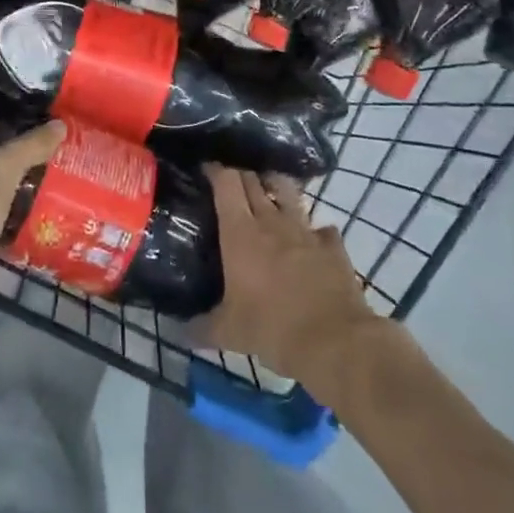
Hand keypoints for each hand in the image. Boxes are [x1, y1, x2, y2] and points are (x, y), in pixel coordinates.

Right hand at [198, 167, 387, 391]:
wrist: (335, 342)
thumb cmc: (273, 329)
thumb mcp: (229, 333)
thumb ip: (201, 327)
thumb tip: (178, 332)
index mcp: (240, 232)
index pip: (225, 182)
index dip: (215, 171)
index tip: (206, 170)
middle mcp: (271, 221)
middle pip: (253, 180)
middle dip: (241, 176)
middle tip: (231, 185)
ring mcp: (305, 230)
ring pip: (287, 191)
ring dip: (275, 188)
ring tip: (269, 195)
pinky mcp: (332, 245)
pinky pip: (321, 227)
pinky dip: (314, 230)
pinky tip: (311, 240)